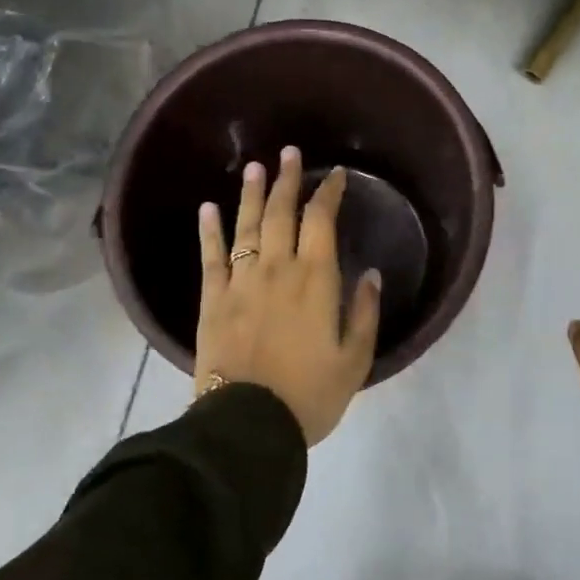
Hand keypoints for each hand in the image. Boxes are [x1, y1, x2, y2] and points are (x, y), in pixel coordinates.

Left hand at [195, 147, 382, 446]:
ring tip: (255, 168)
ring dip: (252, 194)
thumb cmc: (309, 395)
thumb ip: (365, 313)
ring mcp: (240, 281)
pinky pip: (210, 256)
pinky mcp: (212, 299)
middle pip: (282, 213)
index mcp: (316, 279)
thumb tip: (372, 274)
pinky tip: (208, 208)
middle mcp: (277, 268)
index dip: (329, 193)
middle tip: (290, 154)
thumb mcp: (355, 360)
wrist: (248, 425)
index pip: (322, 221)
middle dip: (288, 180)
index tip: (335, 176)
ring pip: (246, 226)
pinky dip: (209, 230)